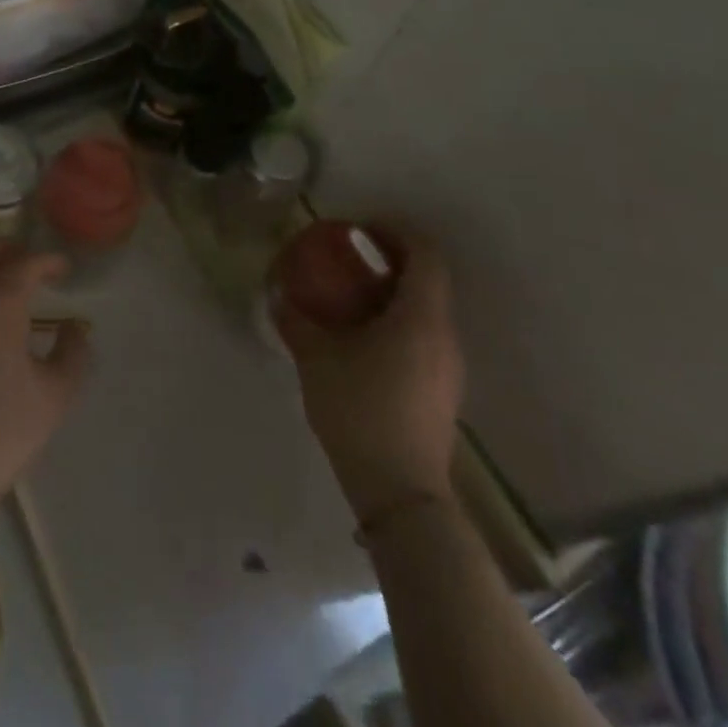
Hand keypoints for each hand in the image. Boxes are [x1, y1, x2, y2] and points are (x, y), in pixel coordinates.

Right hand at [274, 235, 463, 522]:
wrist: (401, 494)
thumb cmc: (361, 411)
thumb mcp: (317, 359)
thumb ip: (296, 320)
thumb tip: (278, 293)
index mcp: (420, 317)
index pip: (426, 254)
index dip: (397, 232)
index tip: (362, 231)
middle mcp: (444, 335)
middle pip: (429, 279)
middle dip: (391, 261)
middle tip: (350, 262)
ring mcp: (449, 367)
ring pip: (427, 311)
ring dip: (394, 294)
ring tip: (352, 300)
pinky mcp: (443, 391)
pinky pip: (424, 338)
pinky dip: (398, 323)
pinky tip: (364, 342)